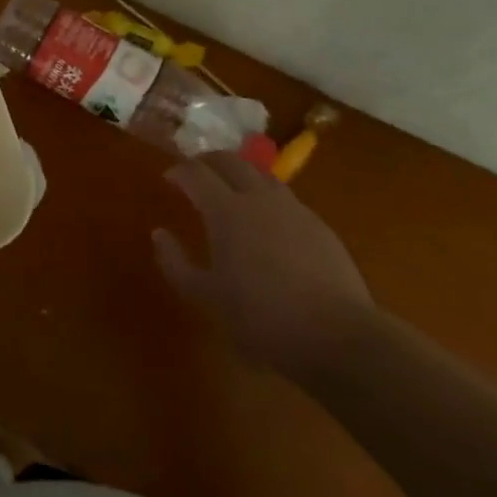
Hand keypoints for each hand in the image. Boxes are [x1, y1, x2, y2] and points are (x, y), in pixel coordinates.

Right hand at [153, 151, 375, 382]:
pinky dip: (266, 197)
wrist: (337, 336)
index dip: (178, 171)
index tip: (168, 179)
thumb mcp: (206, 297)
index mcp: (226, 210)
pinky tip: (267, 222)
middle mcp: (259, 197)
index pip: (196, 173)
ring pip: (261, 174)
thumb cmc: (261, 317)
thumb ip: (176, 262)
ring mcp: (293, 208)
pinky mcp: (319, 225)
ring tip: (231, 191)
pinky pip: (285, 198)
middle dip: (208, 161)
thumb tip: (159, 233)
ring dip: (240, 174)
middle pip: (230, 160)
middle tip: (195, 173)